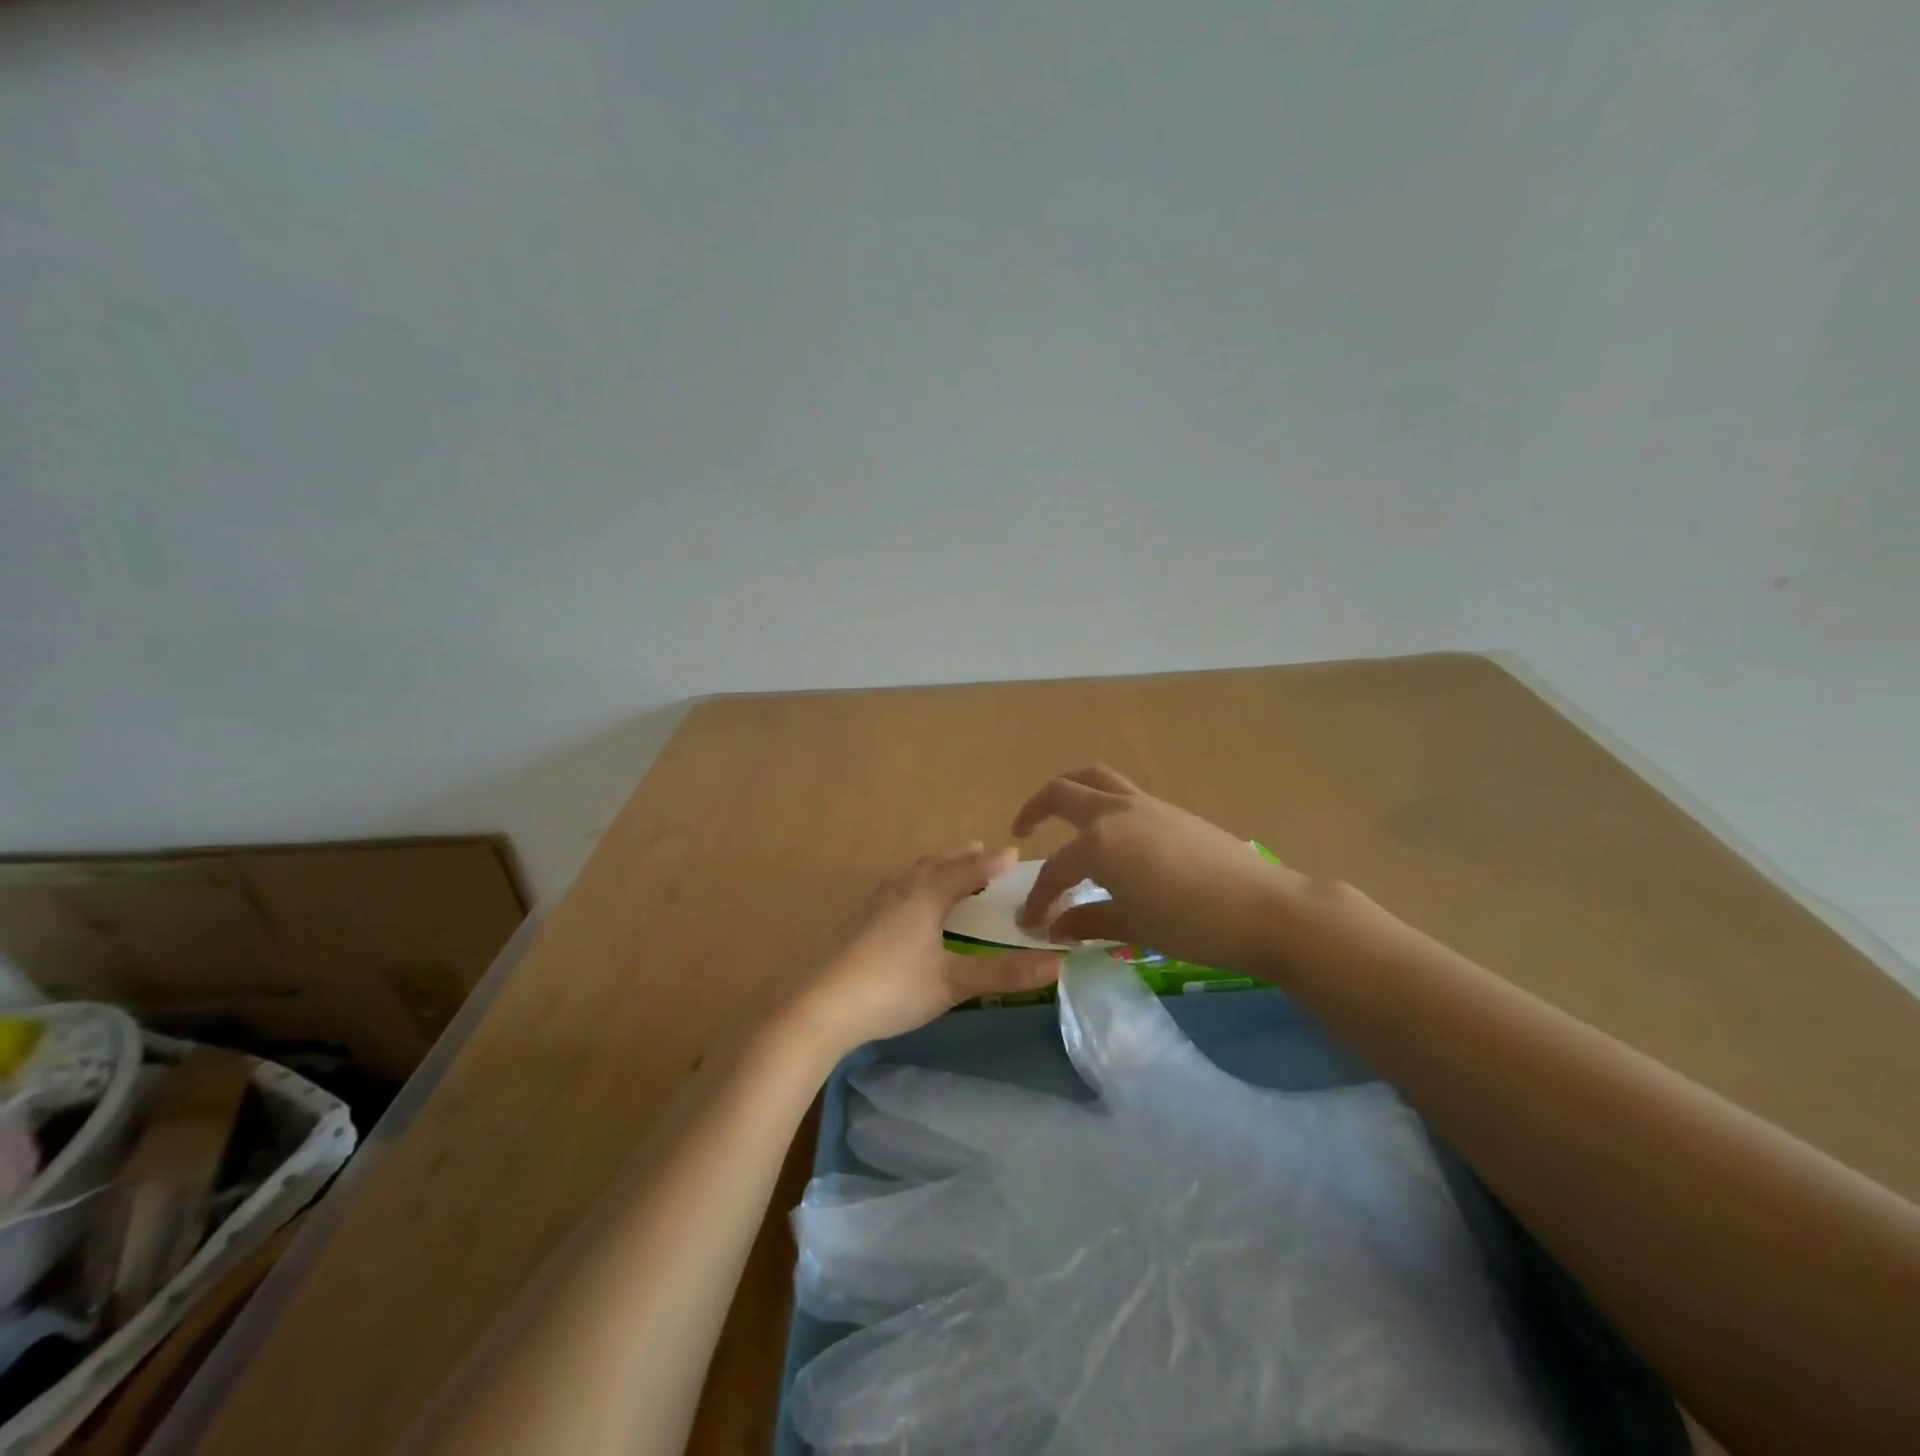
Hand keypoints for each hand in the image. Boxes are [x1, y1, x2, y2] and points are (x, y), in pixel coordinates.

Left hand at [788, 844, 1062, 1054]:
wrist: (822, 1005)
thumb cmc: (893, 988)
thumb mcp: (953, 983)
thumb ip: (1004, 974)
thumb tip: (1059, 965)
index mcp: (926, 896)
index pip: (967, 871)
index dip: (992, 863)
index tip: (1014, 853)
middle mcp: (901, 891)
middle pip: (936, 864)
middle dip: (962, 857)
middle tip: (982, 851)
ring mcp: (875, 905)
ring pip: (912, 873)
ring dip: (936, 866)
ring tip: (948, 868)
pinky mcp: (859, 922)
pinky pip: (896, 888)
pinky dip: (914, 882)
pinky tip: (907, 903)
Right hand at [1011, 766, 1301, 973]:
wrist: (1265, 908)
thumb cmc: (1191, 924)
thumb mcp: (1132, 926)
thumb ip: (1087, 920)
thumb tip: (1053, 928)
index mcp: (1098, 843)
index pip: (1055, 870)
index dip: (1038, 898)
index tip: (1029, 923)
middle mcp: (1115, 812)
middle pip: (1063, 793)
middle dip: (1034, 810)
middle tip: (1021, 831)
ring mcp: (1146, 805)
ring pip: (1096, 778)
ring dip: (1070, 790)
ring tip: (1060, 813)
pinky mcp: (1170, 810)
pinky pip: (1123, 793)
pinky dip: (1102, 802)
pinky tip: (1110, 836)